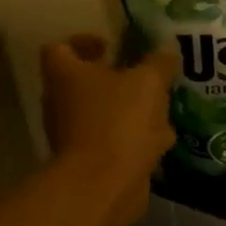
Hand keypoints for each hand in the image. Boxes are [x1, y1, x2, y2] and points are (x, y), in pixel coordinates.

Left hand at [40, 35, 177, 225]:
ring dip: (130, 112)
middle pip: (84, 84)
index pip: (60, 48)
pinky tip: (161, 142)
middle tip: (144, 79)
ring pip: (103, 115)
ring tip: (162, 111)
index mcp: (65, 75)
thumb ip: (158, 63)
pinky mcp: (89, 163)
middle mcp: (60, 103)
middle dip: (116, 80)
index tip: (110, 46)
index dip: (83, 42)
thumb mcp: (148, 83)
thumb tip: (166, 51)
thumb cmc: (119, 121)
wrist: (104, 184)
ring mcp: (72, 136)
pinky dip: (134, 140)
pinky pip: (113, 143)